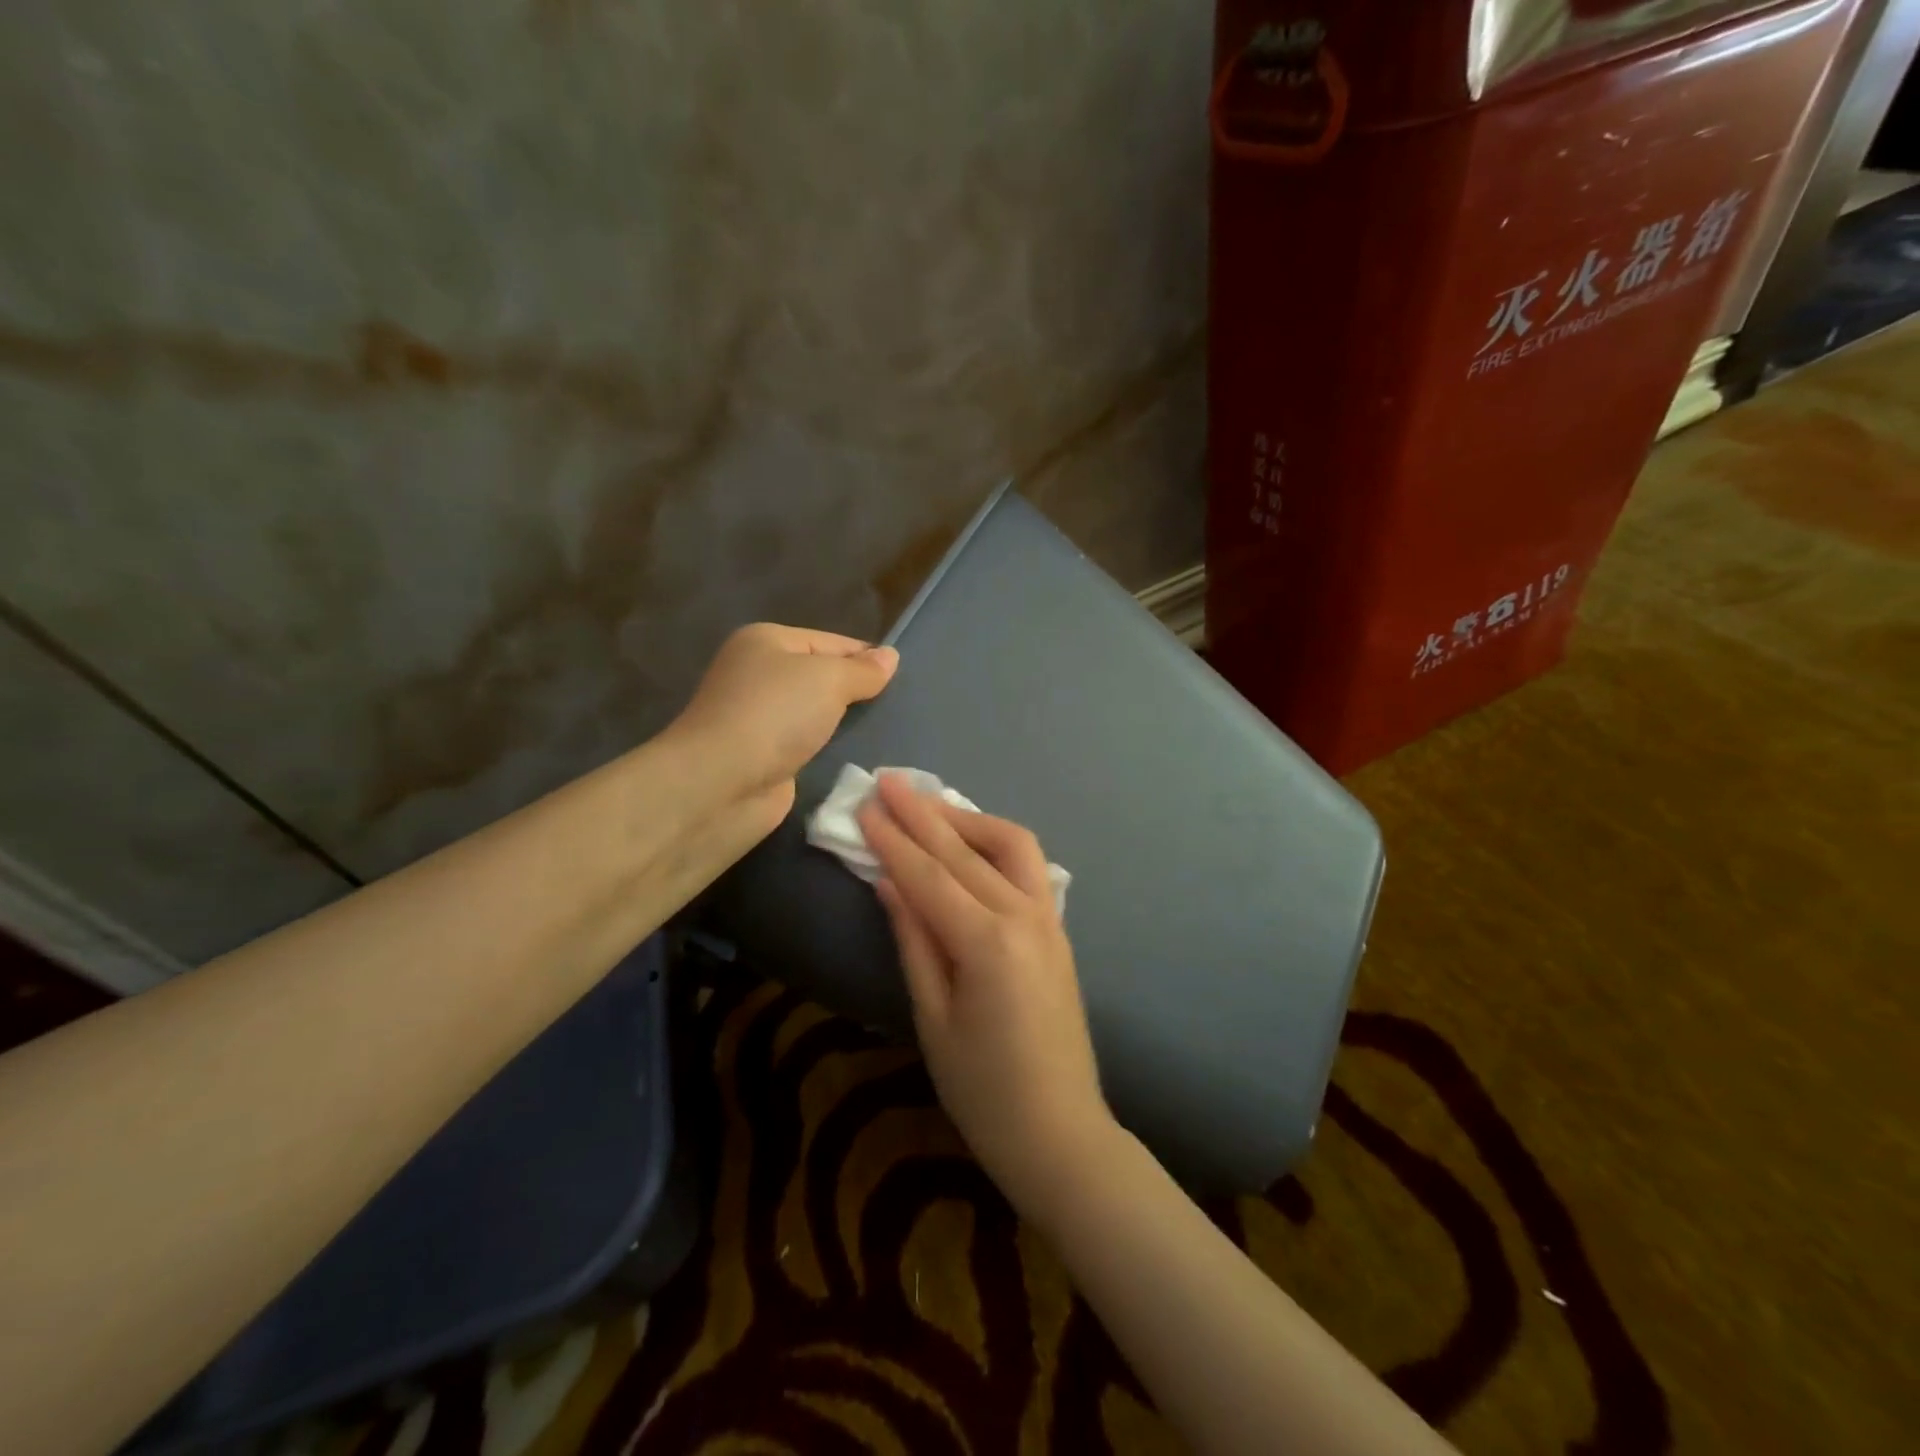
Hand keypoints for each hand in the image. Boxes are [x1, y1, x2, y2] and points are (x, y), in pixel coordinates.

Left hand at [669, 623, 897, 829]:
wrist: (721, 783)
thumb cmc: (775, 715)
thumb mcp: (829, 679)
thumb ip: (863, 670)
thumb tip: (890, 657)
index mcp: (766, 641)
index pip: (830, 641)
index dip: (866, 657)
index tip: (902, 678)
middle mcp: (757, 674)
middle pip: (820, 676)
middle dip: (855, 691)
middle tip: (897, 707)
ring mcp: (758, 717)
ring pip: (815, 713)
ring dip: (842, 724)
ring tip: (886, 731)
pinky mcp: (763, 756)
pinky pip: (807, 744)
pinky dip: (827, 749)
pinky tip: (856, 756)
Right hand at [859, 774, 1112, 1210]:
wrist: (1061, 1131)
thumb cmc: (983, 1091)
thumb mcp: (933, 1018)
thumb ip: (914, 940)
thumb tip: (888, 882)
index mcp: (987, 942)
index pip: (928, 875)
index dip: (893, 839)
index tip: (865, 804)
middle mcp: (1024, 915)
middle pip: (965, 850)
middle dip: (924, 813)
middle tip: (889, 782)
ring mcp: (1049, 918)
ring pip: (1010, 845)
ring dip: (967, 819)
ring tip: (929, 806)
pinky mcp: (1058, 928)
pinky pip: (1027, 867)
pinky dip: (994, 843)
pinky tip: (970, 843)